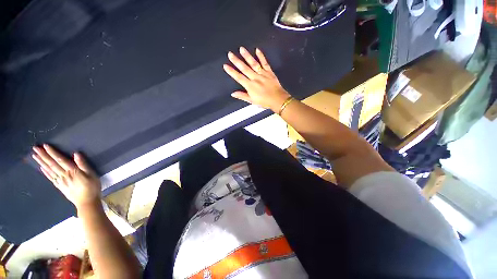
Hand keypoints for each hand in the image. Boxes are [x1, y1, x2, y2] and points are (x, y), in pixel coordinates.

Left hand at [32, 144, 100, 209]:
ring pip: (49, 170)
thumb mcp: (92, 175)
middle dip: (43, 156)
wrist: (87, 202)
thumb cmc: (92, 187)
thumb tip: (76, 154)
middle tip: (35, 148)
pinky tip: (42, 168)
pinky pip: (51, 178)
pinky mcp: (60, 186)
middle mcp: (64, 175)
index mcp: (72, 171)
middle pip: (52, 164)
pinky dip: (45, 172)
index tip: (45, 145)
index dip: (53, 153)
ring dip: (42, 162)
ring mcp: (60, 181)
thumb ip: (83, 165)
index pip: (60, 160)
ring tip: (35, 156)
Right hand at [223, 47, 290, 112]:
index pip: (239, 78)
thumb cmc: (264, 101)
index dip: (232, 72)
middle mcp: (255, 78)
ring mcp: (262, 74)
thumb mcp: (252, 101)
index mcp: (250, 86)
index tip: (225, 66)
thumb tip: (233, 93)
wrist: (278, 99)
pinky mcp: (269, 72)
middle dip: (236, 61)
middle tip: (230, 54)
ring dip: (247, 56)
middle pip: (244, 68)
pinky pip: (265, 63)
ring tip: (241, 49)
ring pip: (253, 63)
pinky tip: (257, 50)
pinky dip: (261, 56)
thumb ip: (242, 96)